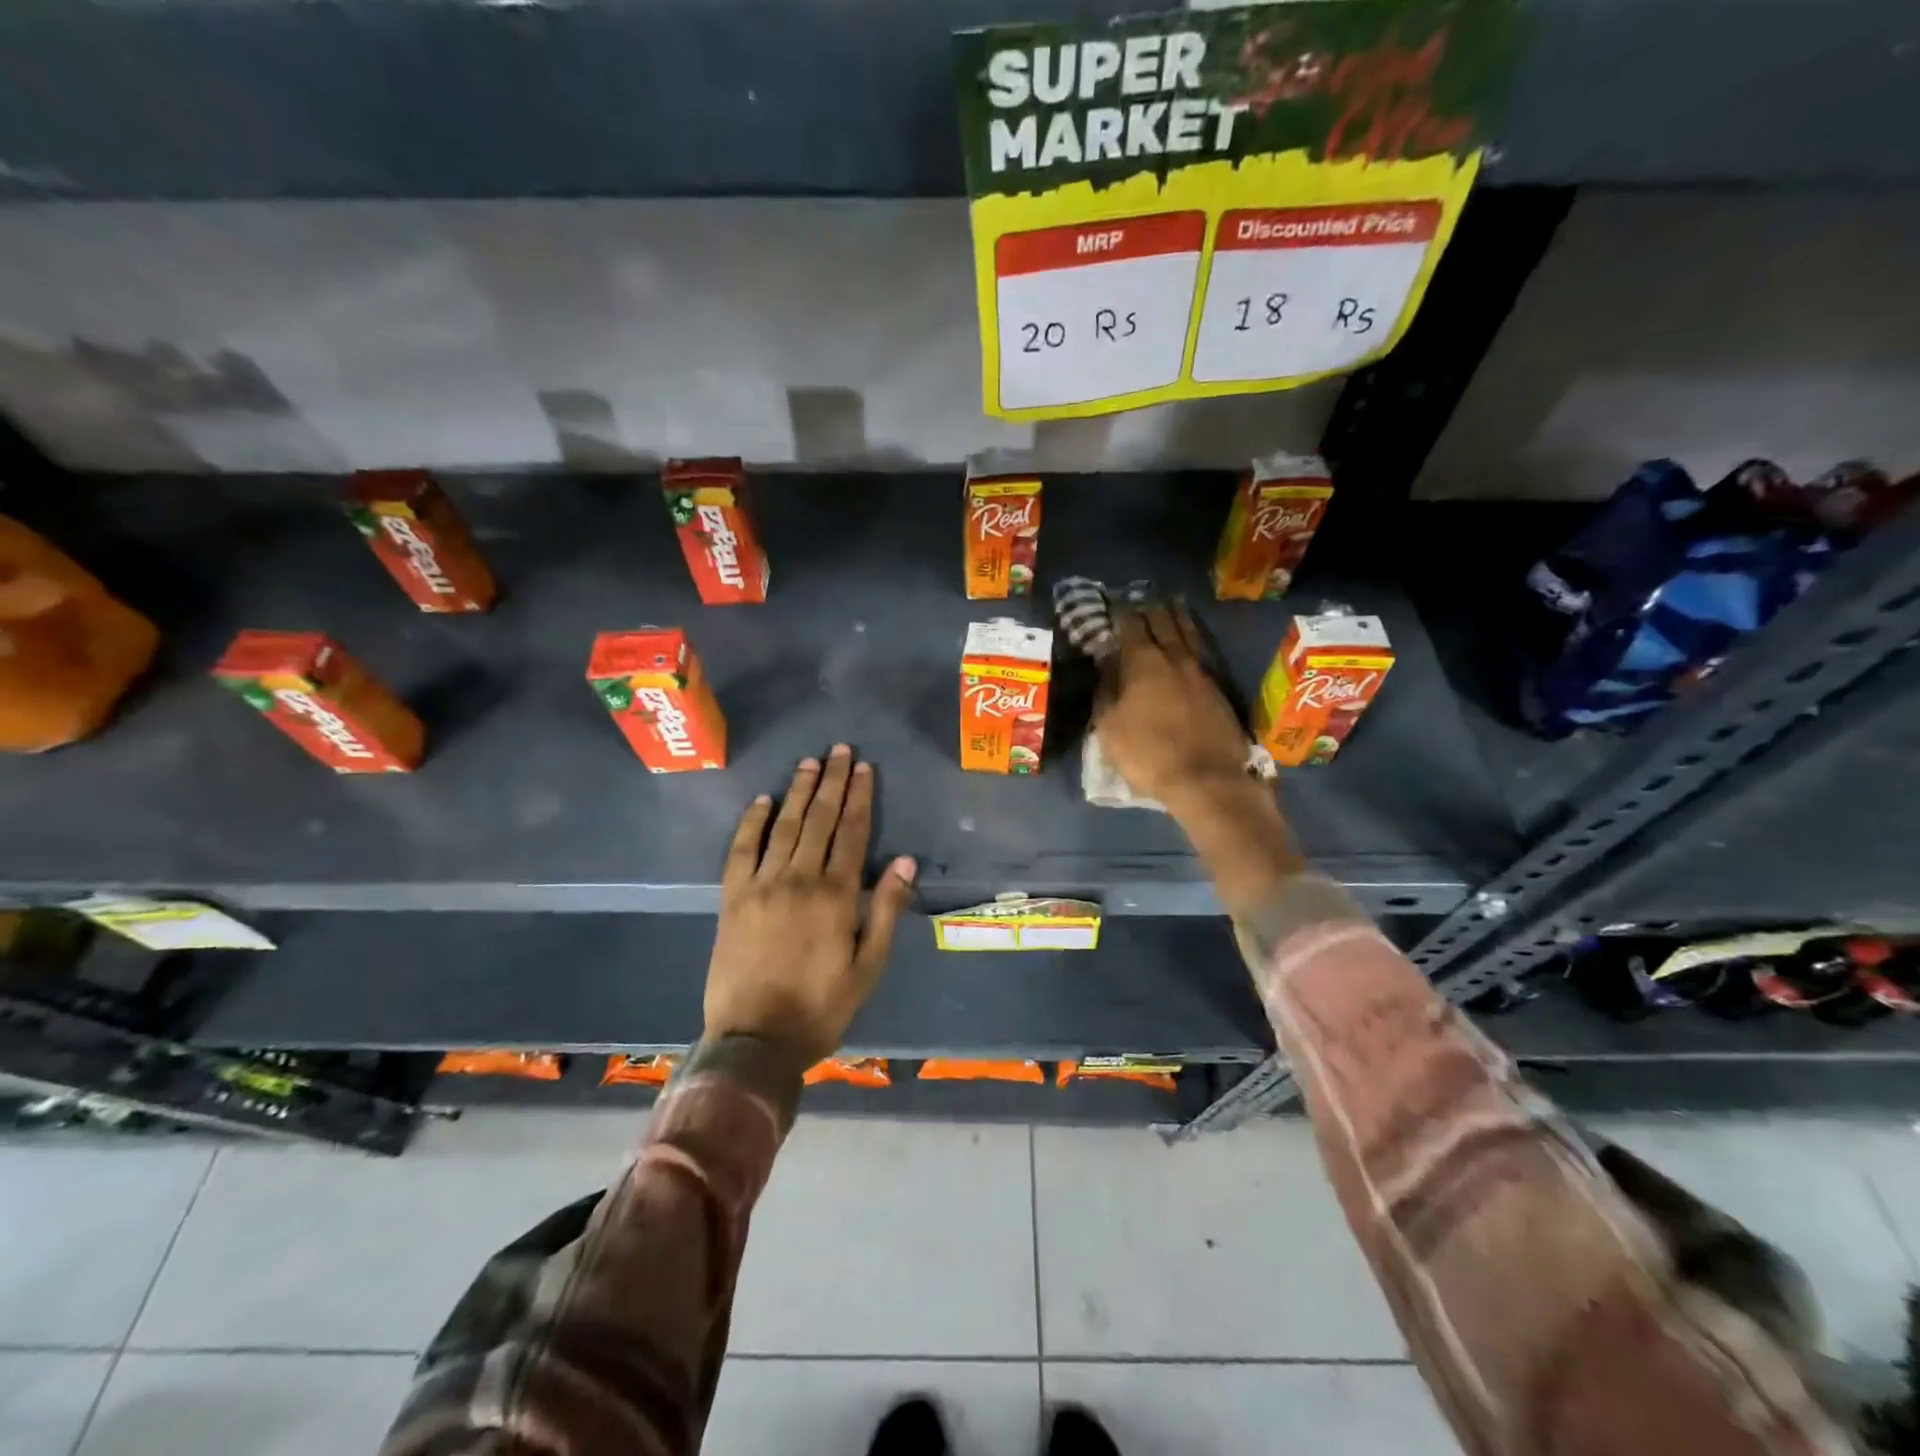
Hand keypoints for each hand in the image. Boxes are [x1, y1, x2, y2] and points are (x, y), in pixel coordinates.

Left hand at [703, 745, 916, 1064]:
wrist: (755, 1040)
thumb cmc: (820, 1006)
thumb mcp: (868, 966)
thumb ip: (886, 910)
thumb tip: (906, 861)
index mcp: (835, 895)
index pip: (852, 832)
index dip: (859, 797)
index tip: (864, 768)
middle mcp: (799, 879)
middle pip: (819, 819)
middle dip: (832, 782)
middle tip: (839, 751)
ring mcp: (761, 885)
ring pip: (783, 826)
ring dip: (798, 791)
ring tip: (809, 763)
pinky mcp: (732, 897)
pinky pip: (741, 849)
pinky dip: (752, 822)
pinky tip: (762, 800)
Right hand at [1093, 603, 1303, 919]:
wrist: (1207, 780)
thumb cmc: (1148, 755)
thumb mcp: (1110, 728)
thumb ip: (1106, 693)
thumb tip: (1106, 667)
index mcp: (1144, 664)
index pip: (1131, 628)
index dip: (1121, 614)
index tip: (1114, 604)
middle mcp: (1175, 659)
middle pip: (1163, 624)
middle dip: (1150, 609)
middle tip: (1141, 598)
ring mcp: (1201, 673)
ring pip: (1188, 634)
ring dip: (1176, 617)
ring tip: (1170, 604)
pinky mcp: (1218, 689)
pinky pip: (1202, 652)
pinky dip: (1192, 639)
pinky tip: (1189, 641)